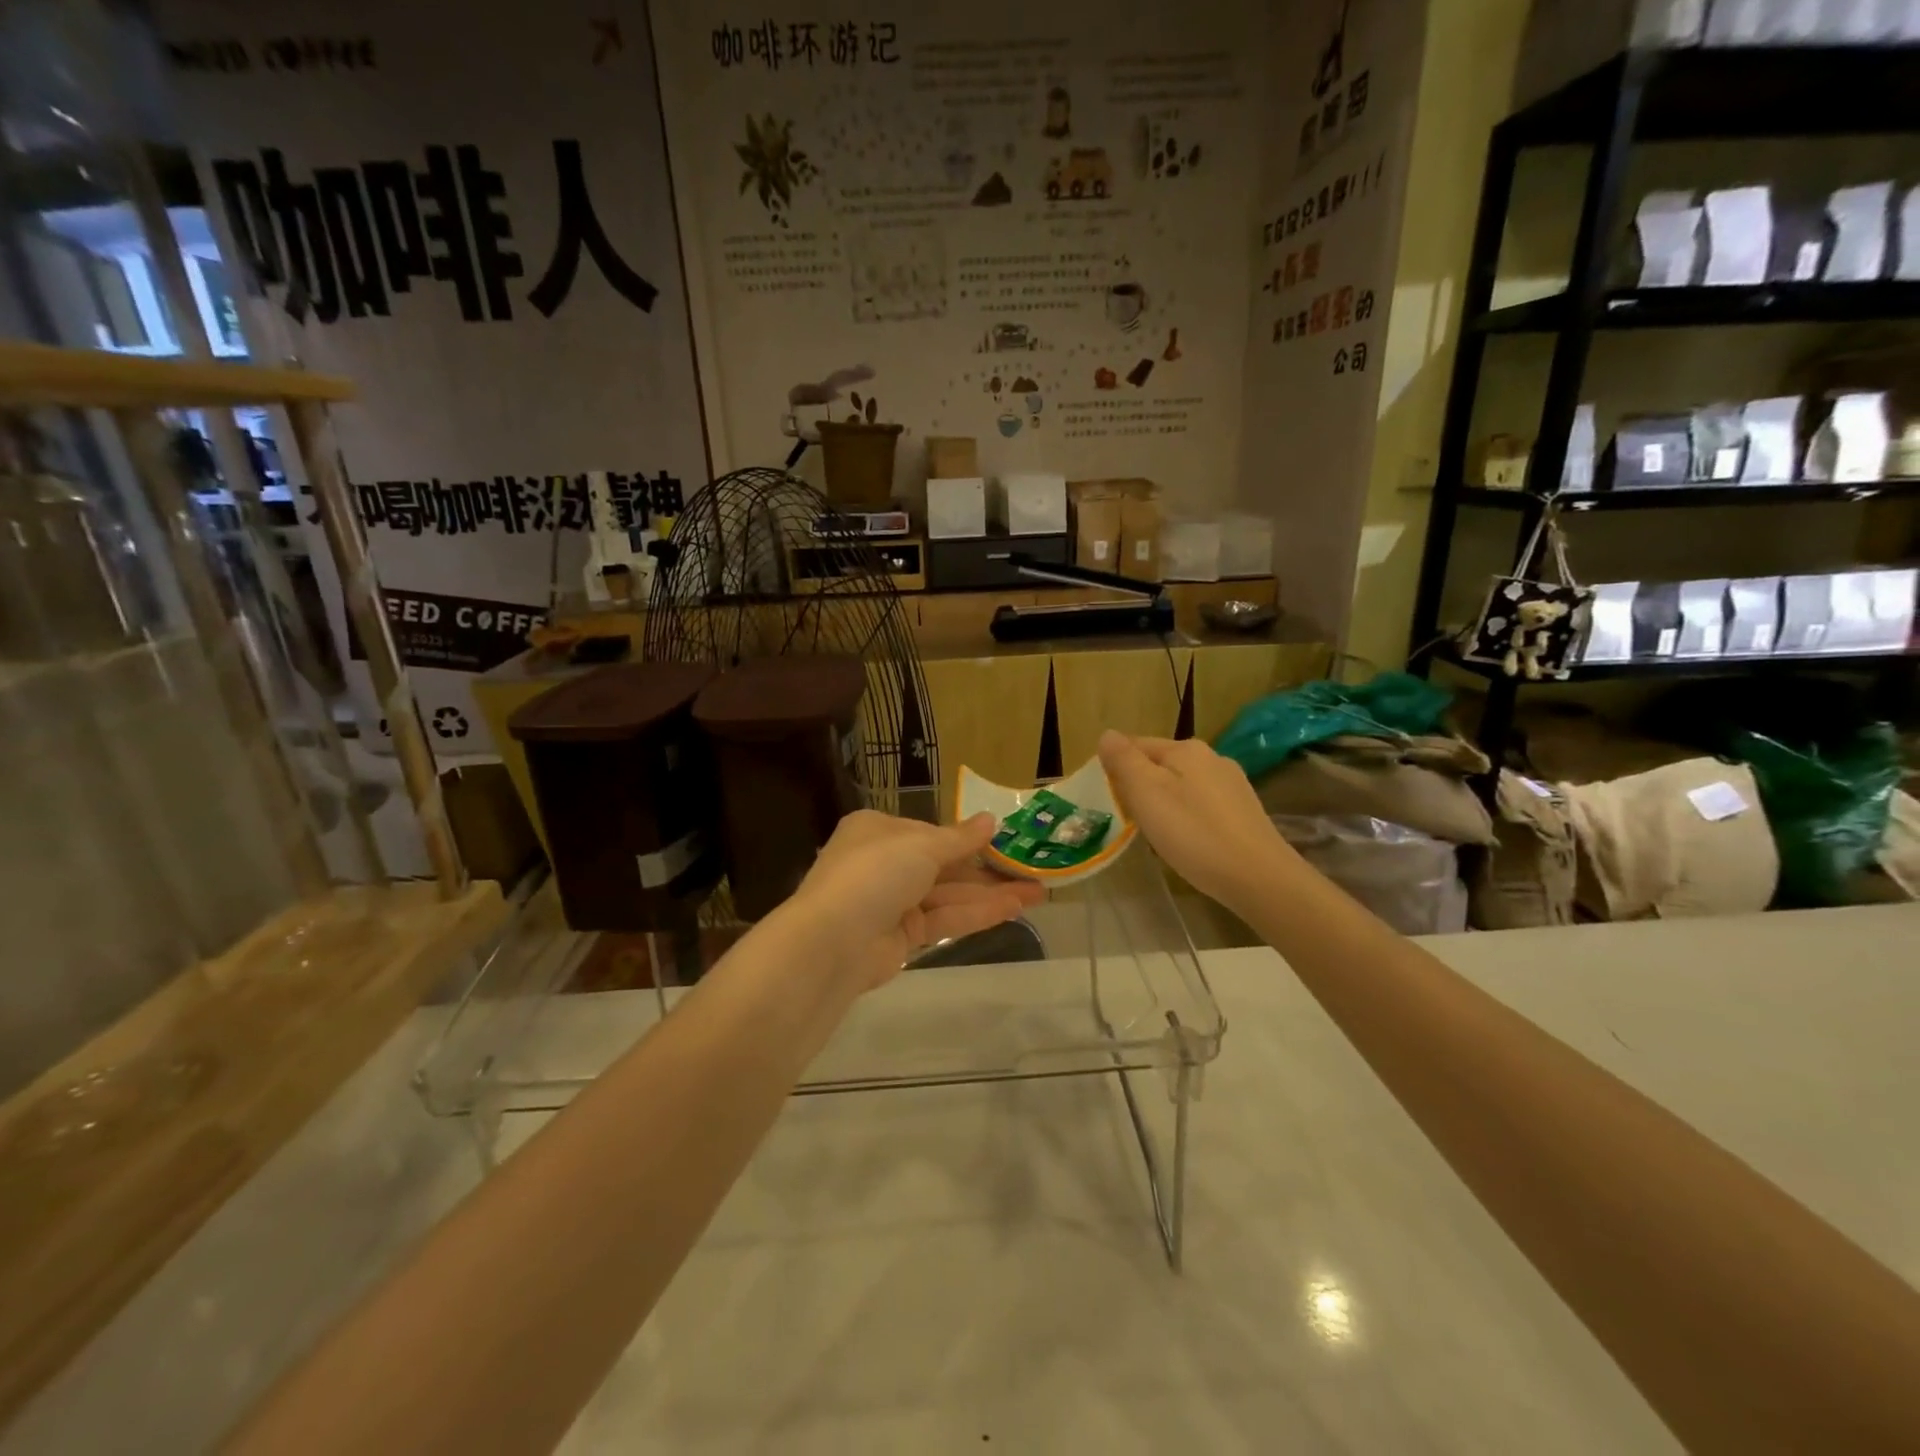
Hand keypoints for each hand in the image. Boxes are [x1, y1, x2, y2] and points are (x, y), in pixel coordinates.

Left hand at [786, 811, 1044, 992]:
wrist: (833, 942)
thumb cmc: (875, 874)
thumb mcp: (921, 845)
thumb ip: (959, 838)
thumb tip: (991, 820)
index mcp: (878, 830)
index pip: (930, 832)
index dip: (968, 839)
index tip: (1006, 842)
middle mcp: (884, 863)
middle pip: (944, 865)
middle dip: (987, 869)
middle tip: (1032, 870)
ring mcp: (892, 902)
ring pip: (949, 894)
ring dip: (991, 893)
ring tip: (1038, 893)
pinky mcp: (902, 937)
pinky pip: (945, 919)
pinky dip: (977, 913)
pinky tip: (1014, 909)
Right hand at [1098, 730, 1295, 914]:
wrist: (1259, 877)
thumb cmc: (1193, 833)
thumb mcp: (1146, 793)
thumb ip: (1124, 760)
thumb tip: (1108, 735)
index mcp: (1185, 749)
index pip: (1136, 744)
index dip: (1116, 767)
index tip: (1107, 799)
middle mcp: (1212, 758)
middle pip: (1161, 765)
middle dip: (1140, 786)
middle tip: (1129, 819)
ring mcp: (1233, 785)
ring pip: (1182, 785)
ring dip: (1164, 802)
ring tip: (1156, 834)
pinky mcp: (1244, 812)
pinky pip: (1202, 805)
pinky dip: (1187, 817)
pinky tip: (1188, 841)